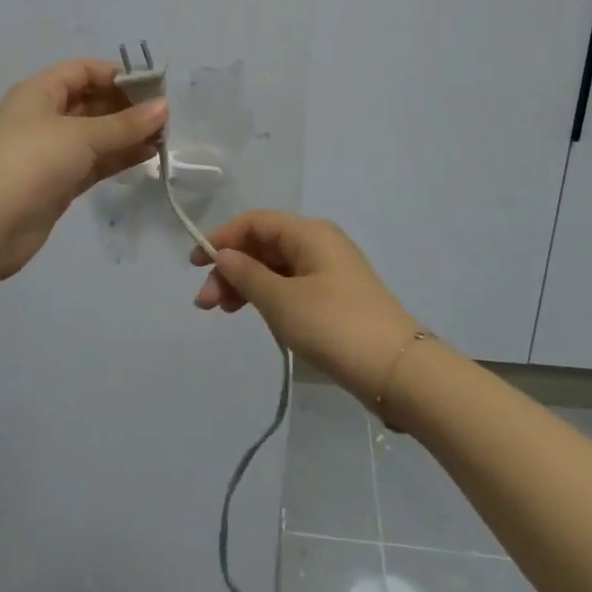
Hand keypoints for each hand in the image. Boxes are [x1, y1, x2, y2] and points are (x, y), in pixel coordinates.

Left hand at [0, 58, 168, 280]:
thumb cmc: (31, 162)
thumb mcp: (81, 135)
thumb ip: (125, 123)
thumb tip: (164, 107)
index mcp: (40, 92)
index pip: (83, 70)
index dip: (118, 75)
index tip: (154, 88)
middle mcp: (45, 116)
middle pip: (92, 101)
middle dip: (127, 106)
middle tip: (166, 117)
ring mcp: (51, 151)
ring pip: (96, 135)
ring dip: (127, 134)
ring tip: (164, 138)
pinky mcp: (59, 182)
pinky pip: (94, 162)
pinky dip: (119, 157)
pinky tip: (148, 156)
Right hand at [191, 211, 422, 400]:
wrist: (396, 369)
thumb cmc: (334, 326)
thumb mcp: (281, 300)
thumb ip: (247, 274)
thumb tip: (223, 255)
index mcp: (309, 233)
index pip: (255, 222)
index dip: (221, 238)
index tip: (194, 265)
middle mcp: (319, 243)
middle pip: (263, 244)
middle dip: (230, 268)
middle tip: (206, 304)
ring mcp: (328, 270)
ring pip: (274, 267)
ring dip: (245, 284)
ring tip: (222, 312)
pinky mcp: (334, 297)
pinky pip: (289, 285)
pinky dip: (266, 295)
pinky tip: (253, 314)